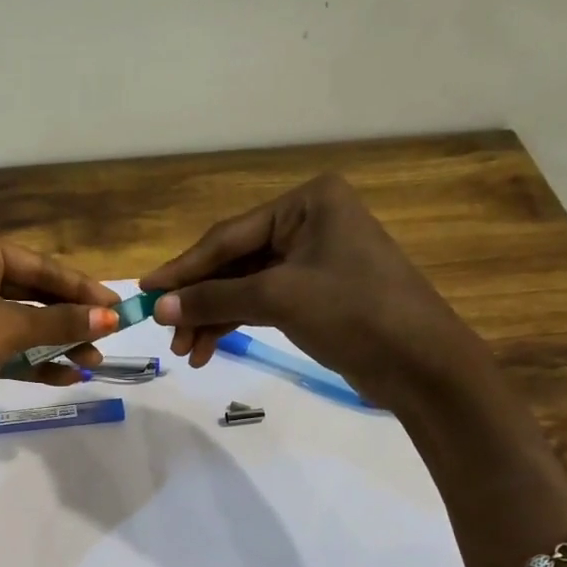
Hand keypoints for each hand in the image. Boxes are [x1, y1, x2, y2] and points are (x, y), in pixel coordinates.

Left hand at [0, 226, 120, 478]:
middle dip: (70, 318)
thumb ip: (62, 321)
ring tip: (93, 362)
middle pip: (31, 294)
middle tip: (109, 335)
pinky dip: (35, 362)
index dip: (79, 287)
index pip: (38, 265)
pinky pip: (7, 351)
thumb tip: (112, 318)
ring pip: (21, 325)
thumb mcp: (8, 325)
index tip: (117, 305)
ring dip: (57, 343)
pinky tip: (67, 376)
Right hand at [141, 174, 488, 411]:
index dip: (184, 268)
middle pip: (234, 261)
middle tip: (166, 333)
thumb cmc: (354, 312)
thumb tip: (159, 306)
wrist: (420, 363)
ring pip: (244, 286)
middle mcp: (308, 222)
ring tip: (186, 352)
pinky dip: (235, 324)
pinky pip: (261, 303)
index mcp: (307, 203)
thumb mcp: (278, 298)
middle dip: (199, 300)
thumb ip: (214, 299)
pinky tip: (209, 350)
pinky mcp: (315, 294)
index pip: (228, 236)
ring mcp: (312, 260)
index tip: (145, 292)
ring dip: (213, 318)